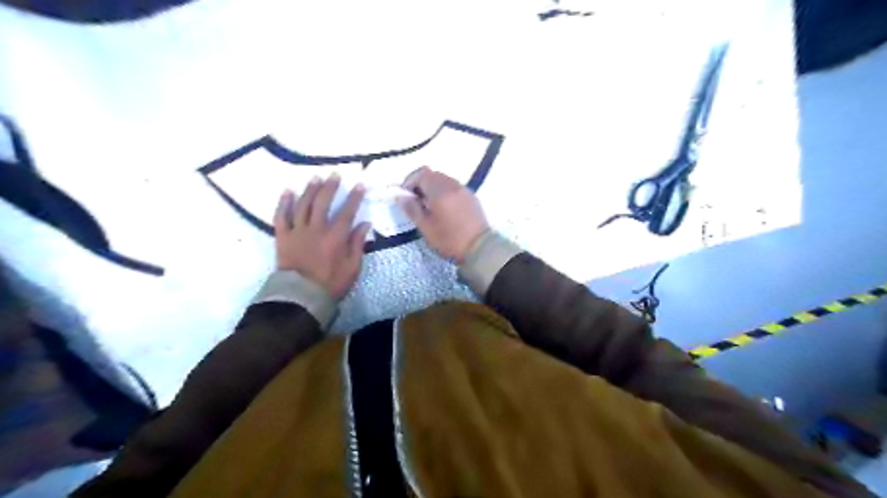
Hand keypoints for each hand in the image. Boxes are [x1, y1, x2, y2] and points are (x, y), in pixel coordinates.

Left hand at [276, 175, 373, 298]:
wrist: (301, 297)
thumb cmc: (331, 284)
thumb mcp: (353, 267)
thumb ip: (358, 244)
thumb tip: (364, 224)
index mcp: (335, 237)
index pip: (347, 212)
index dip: (354, 197)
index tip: (359, 184)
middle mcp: (316, 229)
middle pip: (323, 202)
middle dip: (330, 186)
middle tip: (335, 174)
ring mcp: (297, 232)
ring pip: (303, 205)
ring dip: (310, 189)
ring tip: (316, 177)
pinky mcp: (282, 237)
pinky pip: (281, 217)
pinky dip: (284, 203)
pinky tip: (288, 191)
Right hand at [399, 167, 487, 261]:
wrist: (480, 248)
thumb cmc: (449, 240)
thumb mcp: (426, 227)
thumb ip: (412, 209)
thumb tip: (400, 197)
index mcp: (440, 191)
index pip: (421, 174)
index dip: (409, 182)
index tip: (405, 196)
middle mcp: (453, 185)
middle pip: (433, 175)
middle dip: (421, 184)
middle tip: (415, 202)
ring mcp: (464, 190)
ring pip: (444, 180)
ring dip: (433, 188)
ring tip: (429, 207)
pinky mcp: (472, 197)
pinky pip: (454, 188)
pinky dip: (444, 193)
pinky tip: (444, 209)